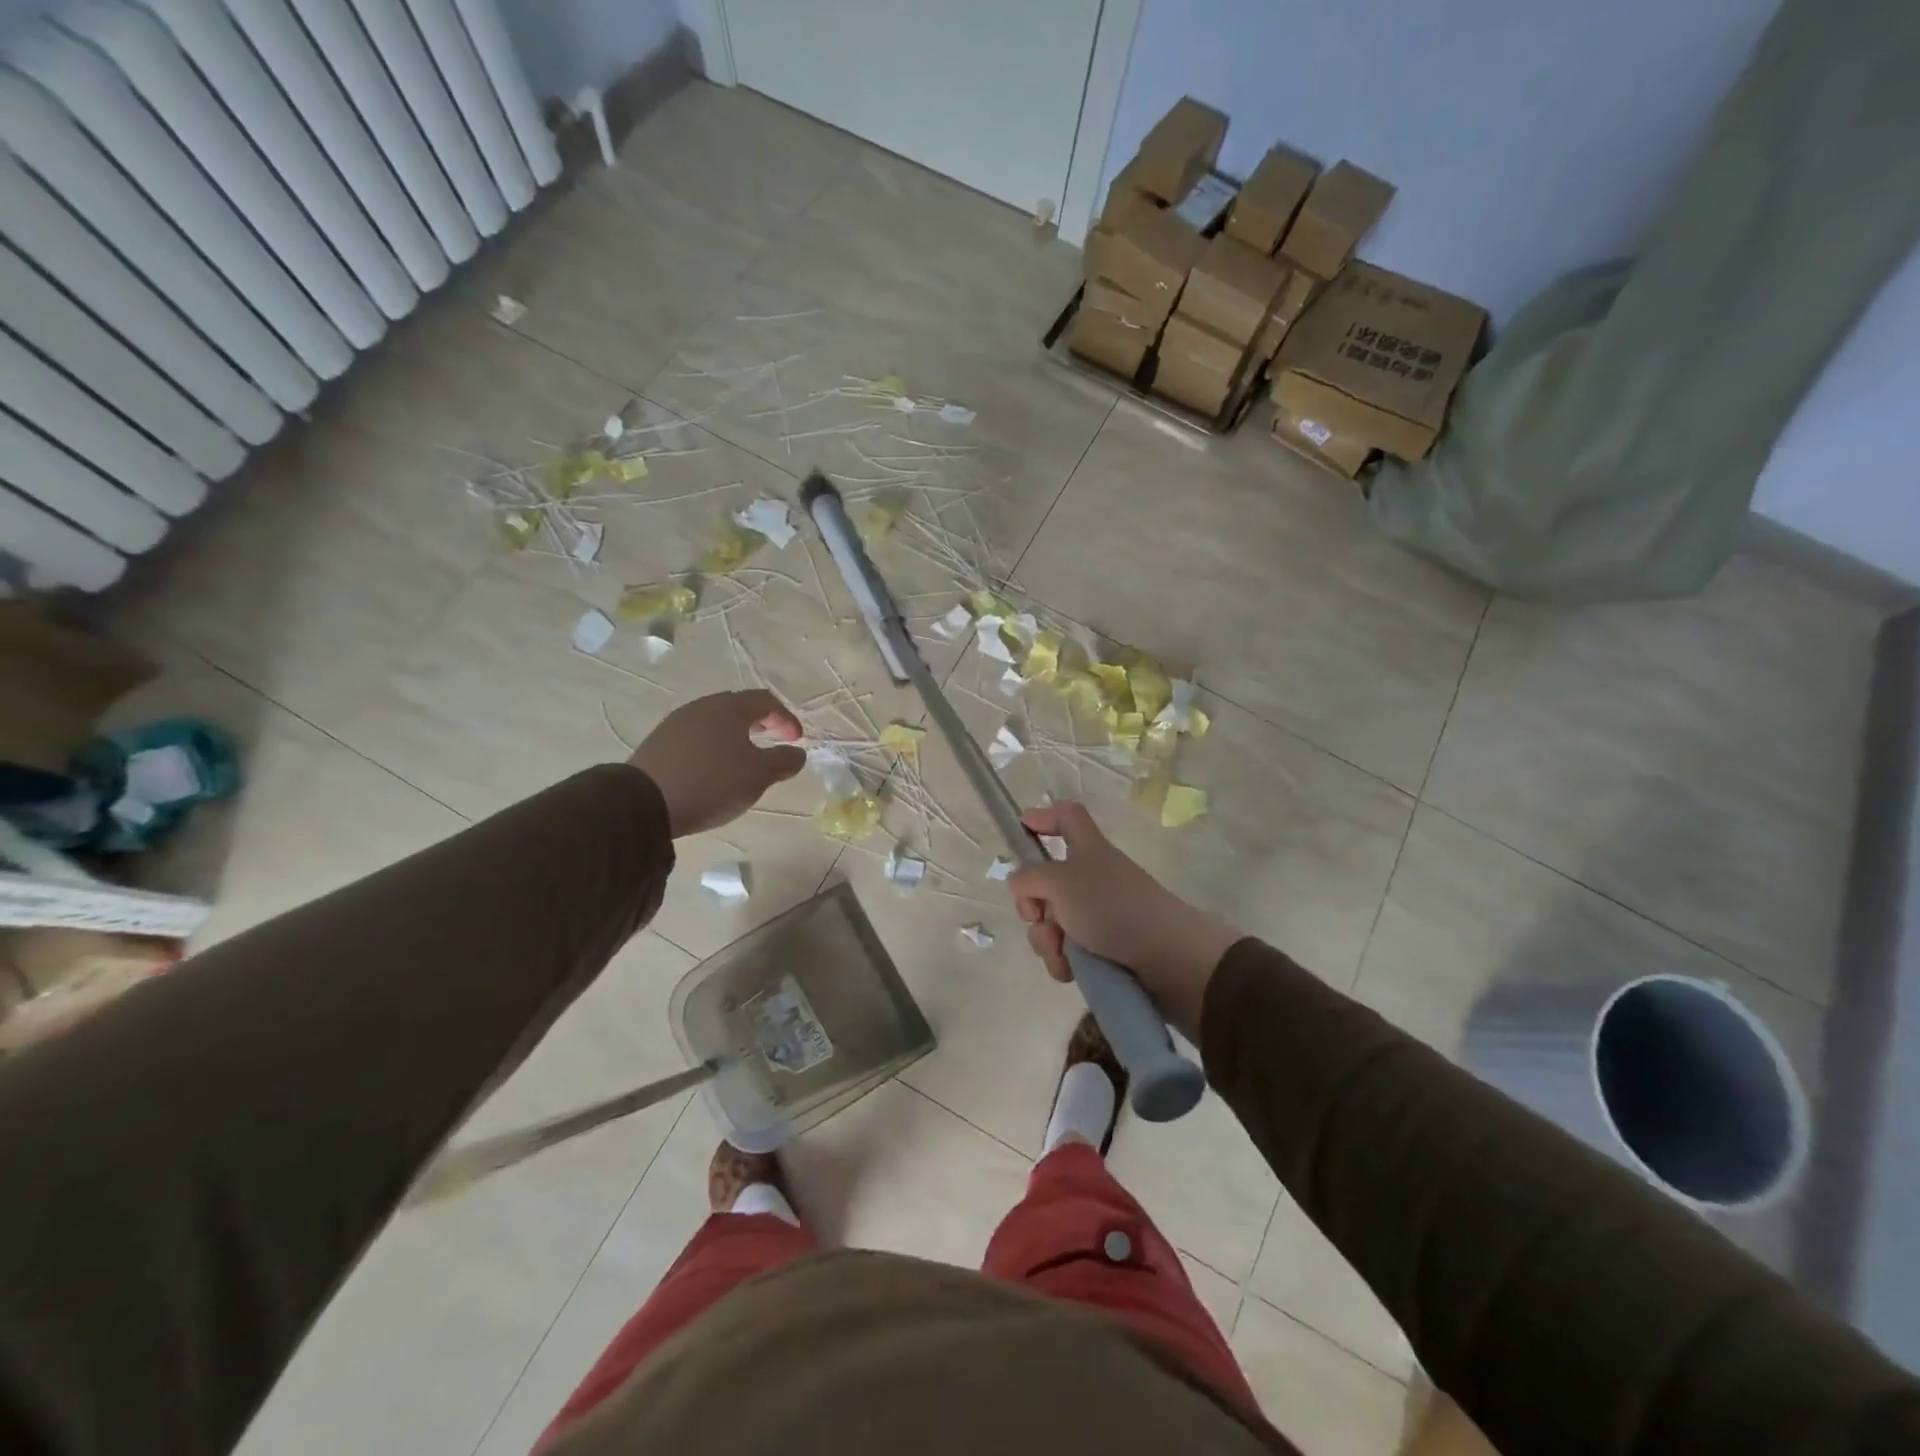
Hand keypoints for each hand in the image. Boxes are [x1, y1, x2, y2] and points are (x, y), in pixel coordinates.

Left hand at [629, 690, 805, 836]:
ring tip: (745, 758)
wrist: (644, 802)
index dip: (786, 718)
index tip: (796, 740)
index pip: (765, 701)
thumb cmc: (712, 782)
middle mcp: (702, 707)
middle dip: (761, 723)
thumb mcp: (758, 775)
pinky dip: (714, 746)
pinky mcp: (659, 743)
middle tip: (774, 741)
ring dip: (736, 736)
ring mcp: (677, 723)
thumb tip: (798, 753)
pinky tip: (714, 768)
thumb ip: (783, 761)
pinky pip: (696, 737)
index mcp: (730, 708)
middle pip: (738, 707)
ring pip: (715, 723)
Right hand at [1007, 802, 1238, 1041]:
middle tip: (1039, 917)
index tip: (1022, 828)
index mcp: (1087, 850)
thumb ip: (1029, 878)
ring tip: (1064, 953)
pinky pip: (1067, 953)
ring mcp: (1098, 916)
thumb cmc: (1112, 907)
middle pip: (1046, 883)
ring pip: (1052, 924)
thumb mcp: (1060, 882)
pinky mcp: (1103, 950)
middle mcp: (1091, 879)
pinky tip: (1072, 970)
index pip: (1067, 818)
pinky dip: (1064, 961)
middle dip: (1032, 906)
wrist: (1167, 959)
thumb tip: (1021, 885)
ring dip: (1047, 940)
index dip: (1044, 817)